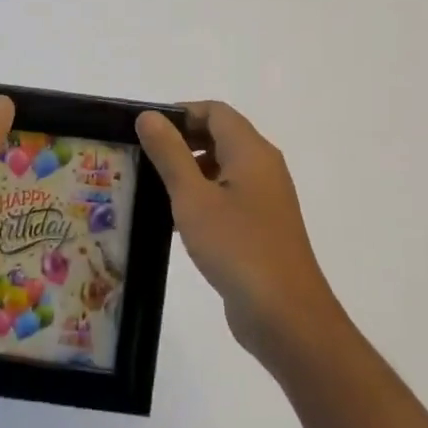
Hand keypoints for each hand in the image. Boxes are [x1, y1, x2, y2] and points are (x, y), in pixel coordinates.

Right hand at [136, 101, 345, 366]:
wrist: (285, 315)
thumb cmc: (237, 247)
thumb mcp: (193, 197)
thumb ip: (169, 154)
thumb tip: (149, 116)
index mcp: (251, 151)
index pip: (215, 112)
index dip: (180, 113)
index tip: (146, 130)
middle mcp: (263, 167)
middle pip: (220, 136)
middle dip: (182, 141)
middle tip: (142, 157)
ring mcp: (265, 199)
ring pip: (223, 168)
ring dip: (189, 171)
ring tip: (151, 188)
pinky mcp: (261, 227)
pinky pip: (228, 197)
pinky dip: (202, 197)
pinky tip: (176, 221)